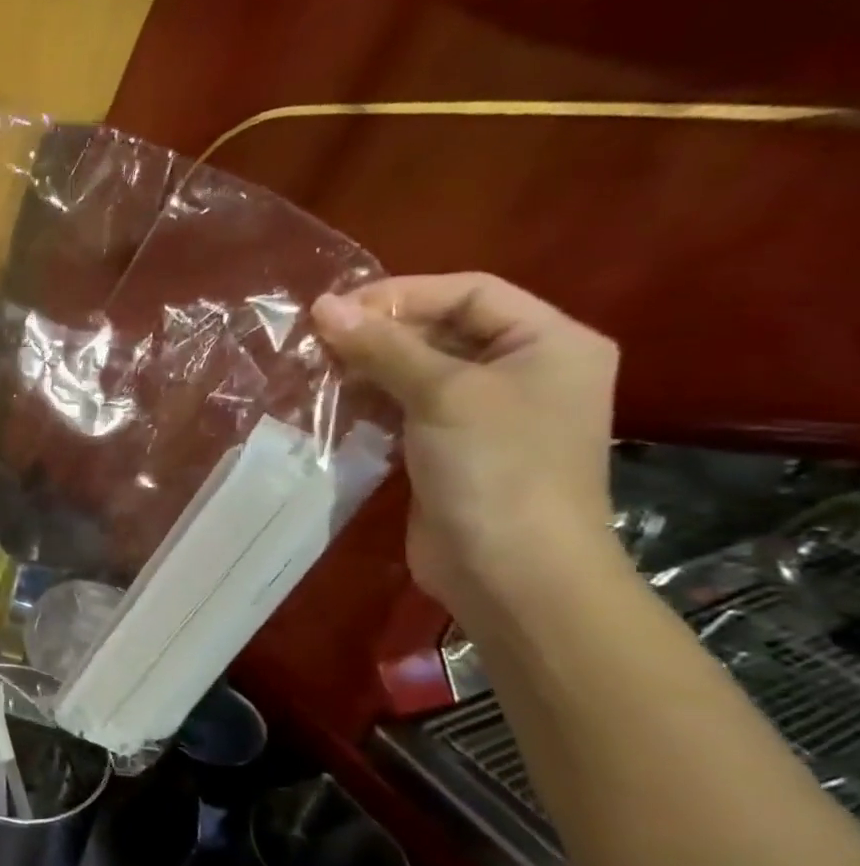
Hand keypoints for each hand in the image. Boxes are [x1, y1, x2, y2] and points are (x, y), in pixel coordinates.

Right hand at [312, 273, 618, 618]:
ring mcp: (488, 415)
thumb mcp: (442, 394)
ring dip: (369, 367)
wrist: (512, 573)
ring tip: (316, 368)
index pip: (469, 292)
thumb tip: (322, 305)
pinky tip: (334, 403)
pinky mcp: (452, 450)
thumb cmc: (496, 468)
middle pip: (442, 329)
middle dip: (379, 332)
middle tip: (317, 341)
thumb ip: (383, 346)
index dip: (400, 294)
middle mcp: (524, 371)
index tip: (334, 311)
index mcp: (550, 342)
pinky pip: (408, 409)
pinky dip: (372, 402)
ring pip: (419, 371)